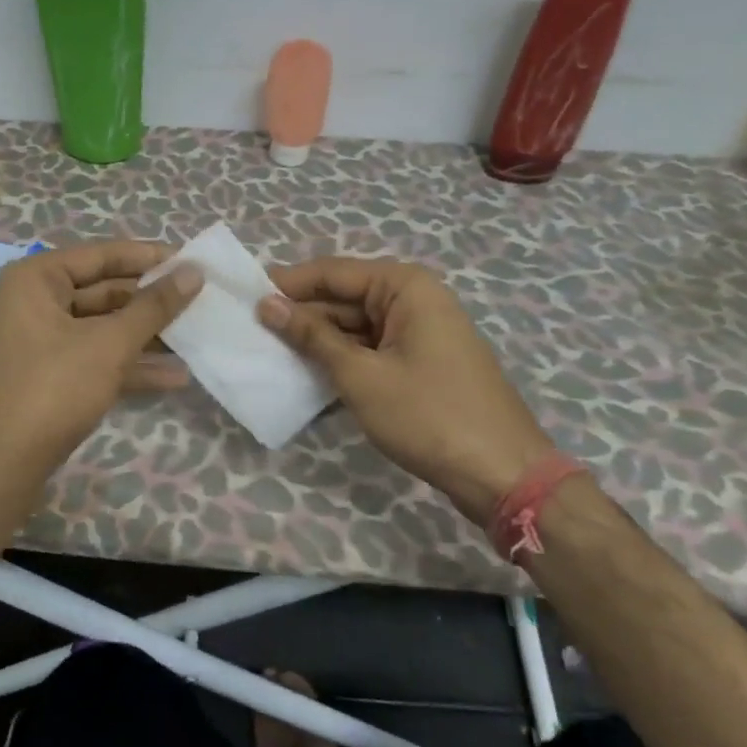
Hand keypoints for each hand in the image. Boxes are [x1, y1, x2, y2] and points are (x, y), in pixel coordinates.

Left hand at [0, 241, 202, 533]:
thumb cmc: (51, 391)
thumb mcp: (109, 345)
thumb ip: (154, 307)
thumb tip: (193, 271)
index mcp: (36, 279)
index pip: (103, 255)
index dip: (151, 258)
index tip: (195, 262)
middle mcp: (33, 302)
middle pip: (104, 291)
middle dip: (152, 302)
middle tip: (202, 303)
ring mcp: (39, 342)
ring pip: (102, 329)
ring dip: (147, 337)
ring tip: (197, 338)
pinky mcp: (48, 378)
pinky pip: (95, 359)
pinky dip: (129, 366)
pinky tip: (175, 377)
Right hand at [259, 257, 554, 522]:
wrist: (502, 474)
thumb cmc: (429, 415)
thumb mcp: (361, 375)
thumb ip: (312, 337)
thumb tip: (268, 305)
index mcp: (404, 286)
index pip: (332, 272)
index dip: (287, 283)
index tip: (243, 295)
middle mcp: (414, 299)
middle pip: (343, 297)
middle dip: (300, 314)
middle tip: (250, 330)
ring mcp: (419, 332)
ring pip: (355, 326)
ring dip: (318, 340)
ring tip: (269, 352)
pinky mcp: (420, 362)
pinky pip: (371, 349)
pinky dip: (341, 360)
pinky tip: (307, 374)